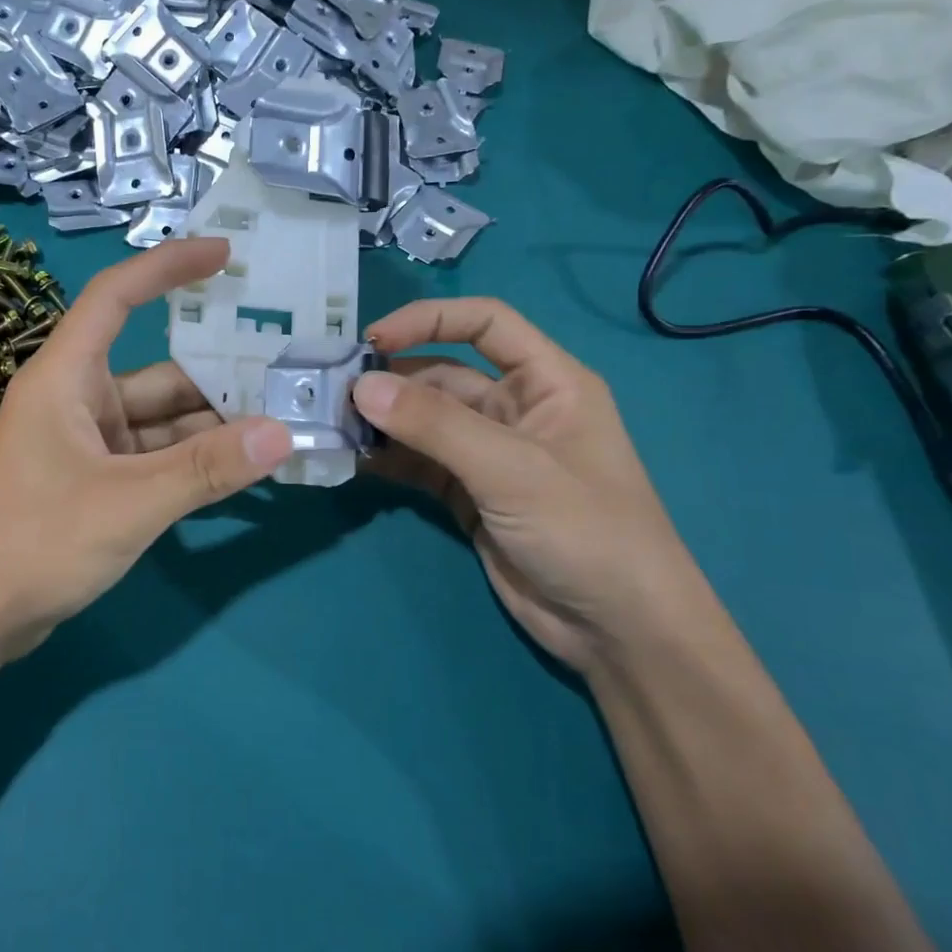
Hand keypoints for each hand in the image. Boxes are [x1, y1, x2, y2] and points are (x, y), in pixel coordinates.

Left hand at [0, 237, 292, 663]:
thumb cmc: (35, 543)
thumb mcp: (128, 503)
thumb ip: (206, 469)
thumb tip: (283, 434)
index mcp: (65, 377)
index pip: (116, 297)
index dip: (167, 267)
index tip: (225, 255)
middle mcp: (76, 398)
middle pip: (157, 369)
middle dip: (218, 370)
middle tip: (287, 364)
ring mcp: (86, 441)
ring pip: (161, 418)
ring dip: (213, 422)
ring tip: (282, 417)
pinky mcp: (94, 478)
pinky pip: (155, 454)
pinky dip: (193, 457)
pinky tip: (242, 463)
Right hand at [354, 298, 721, 672]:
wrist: (618, 631)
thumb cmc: (586, 531)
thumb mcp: (511, 469)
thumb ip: (435, 425)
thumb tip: (361, 386)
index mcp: (547, 381)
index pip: (484, 323)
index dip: (429, 320)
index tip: (372, 340)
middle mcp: (515, 408)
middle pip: (443, 374)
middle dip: (391, 379)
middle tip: (333, 392)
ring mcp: (489, 454)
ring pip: (425, 421)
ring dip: (383, 420)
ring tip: (333, 424)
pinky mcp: (468, 494)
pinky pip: (419, 462)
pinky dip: (388, 458)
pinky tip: (353, 459)